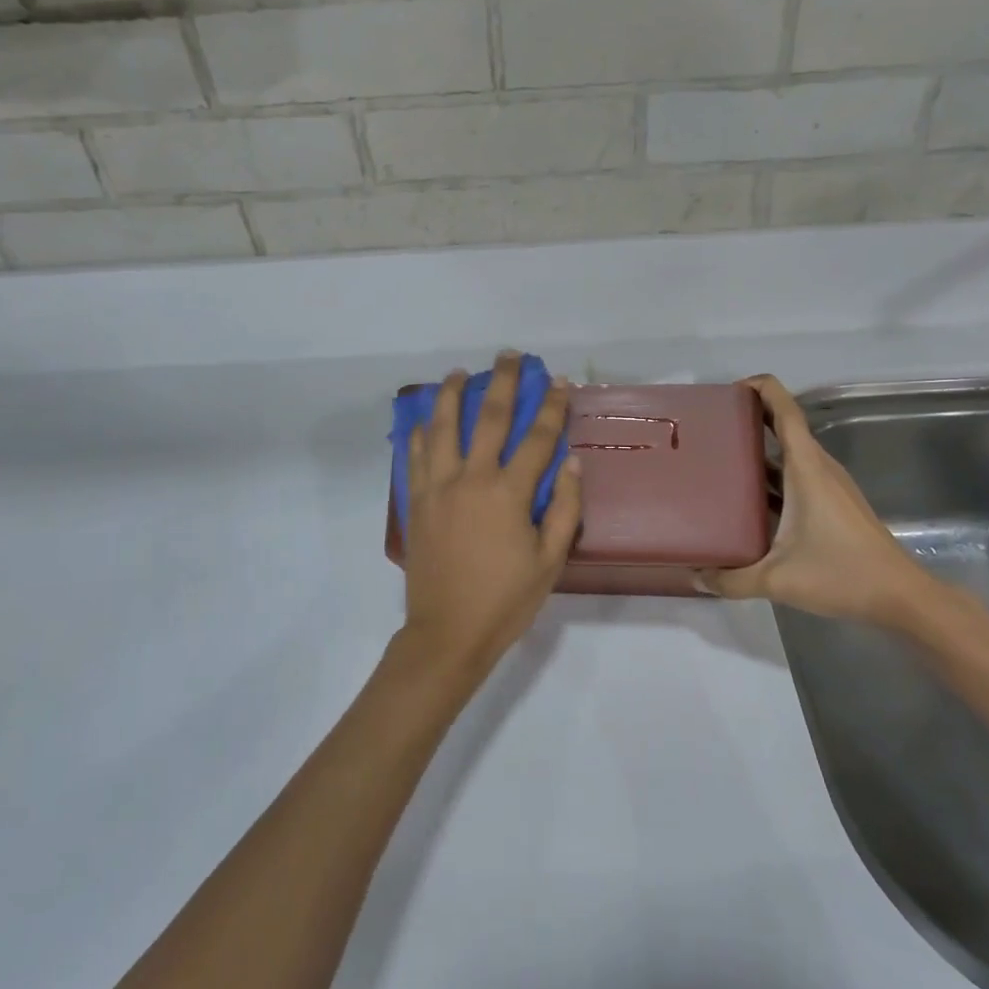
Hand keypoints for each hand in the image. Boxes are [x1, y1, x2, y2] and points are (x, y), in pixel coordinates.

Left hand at [399, 353, 583, 680]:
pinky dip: (421, 434)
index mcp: (508, 493)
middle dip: (501, 382)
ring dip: (452, 395)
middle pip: (487, 418)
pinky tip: (425, 420)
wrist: (447, 633)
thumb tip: (573, 465)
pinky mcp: (416, 502)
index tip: (558, 382)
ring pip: (442, 428)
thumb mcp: (549, 561)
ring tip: (459, 373)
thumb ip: (563, 509)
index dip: (550, 407)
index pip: (536, 438)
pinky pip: (415, 457)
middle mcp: (470, 479)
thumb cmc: (506, 600)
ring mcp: (437, 488)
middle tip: (507, 355)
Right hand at [699, 375, 940, 623]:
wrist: (900, 597)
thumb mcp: (777, 580)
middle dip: (751, 417)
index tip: (731, 389)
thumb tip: (695, 577)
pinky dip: (772, 474)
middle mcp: (818, 468)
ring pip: (790, 453)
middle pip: (785, 426)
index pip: (785, 411)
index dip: (762, 389)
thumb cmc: (842, 574)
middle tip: (711, 425)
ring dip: (760, 447)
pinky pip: (796, 474)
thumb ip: (731, 579)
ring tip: (721, 456)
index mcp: (806, 468)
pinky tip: (748, 497)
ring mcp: (828, 485)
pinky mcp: (832, 503)